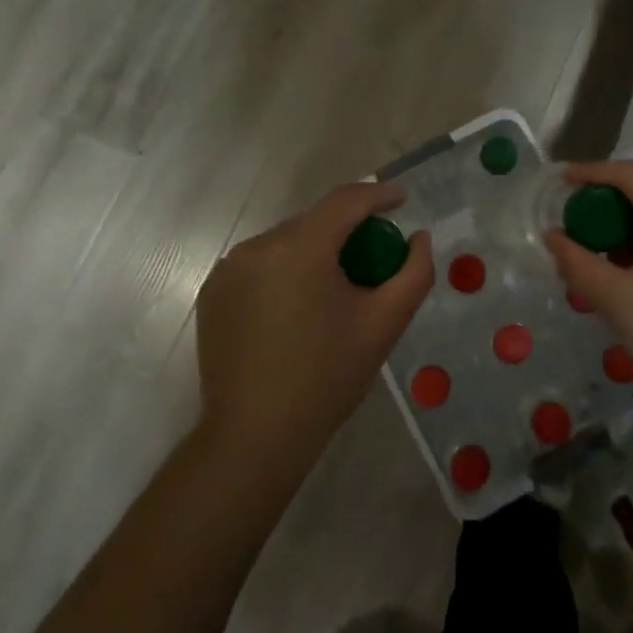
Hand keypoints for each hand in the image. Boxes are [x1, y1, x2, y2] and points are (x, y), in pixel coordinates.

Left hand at [197, 181, 432, 471]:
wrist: (255, 437)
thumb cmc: (327, 377)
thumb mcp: (385, 323)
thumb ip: (414, 273)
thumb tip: (419, 238)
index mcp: (300, 248)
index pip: (346, 201)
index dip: (378, 195)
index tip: (402, 201)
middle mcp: (258, 246)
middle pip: (315, 221)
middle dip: (348, 229)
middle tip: (375, 257)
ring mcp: (229, 269)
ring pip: (286, 242)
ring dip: (316, 251)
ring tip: (336, 287)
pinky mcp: (213, 292)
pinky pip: (260, 265)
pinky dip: (286, 271)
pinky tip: (299, 307)